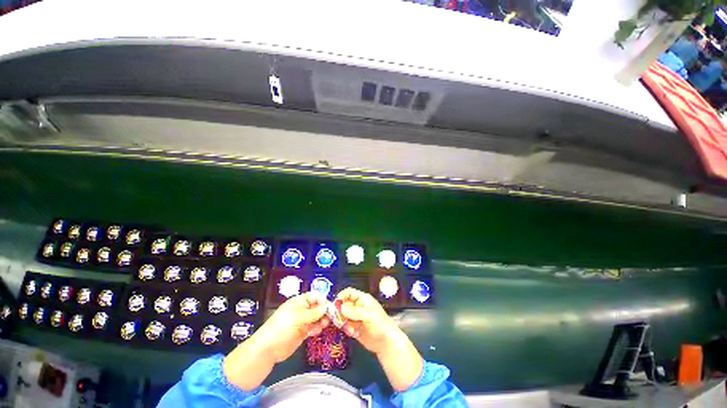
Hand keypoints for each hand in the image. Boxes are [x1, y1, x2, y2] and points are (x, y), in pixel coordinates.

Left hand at [223, 291, 328, 390]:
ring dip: (322, 320)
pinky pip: (314, 327)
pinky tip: (315, 332)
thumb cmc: (282, 327)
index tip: (330, 307)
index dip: (323, 300)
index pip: (315, 296)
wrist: (268, 348)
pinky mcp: (303, 332)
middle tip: (329, 318)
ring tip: (322, 326)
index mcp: (300, 301)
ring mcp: (303, 321)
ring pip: (318, 317)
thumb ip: (314, 312)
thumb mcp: (299, 317)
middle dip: (324, 311)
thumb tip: (327, 307)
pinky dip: (317, 329)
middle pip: (318, 306)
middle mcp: (303, 310)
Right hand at [337, 287, 423, 391]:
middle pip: (343, 303)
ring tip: (347, 327)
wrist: (386, 343)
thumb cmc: (380, 325)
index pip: (349, 292)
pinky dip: (345, 327)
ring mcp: (355, 317)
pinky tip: (351, 332)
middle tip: (337, 319)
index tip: (335, 304)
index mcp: (362, 299)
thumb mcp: (368, 315)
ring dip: (341, 320)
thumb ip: (354, 311)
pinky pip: (344, 324)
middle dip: (339, 310)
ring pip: (342, 314)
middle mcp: (357, 306)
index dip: (341, 296)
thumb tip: (340, 308)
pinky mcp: (353, 327)